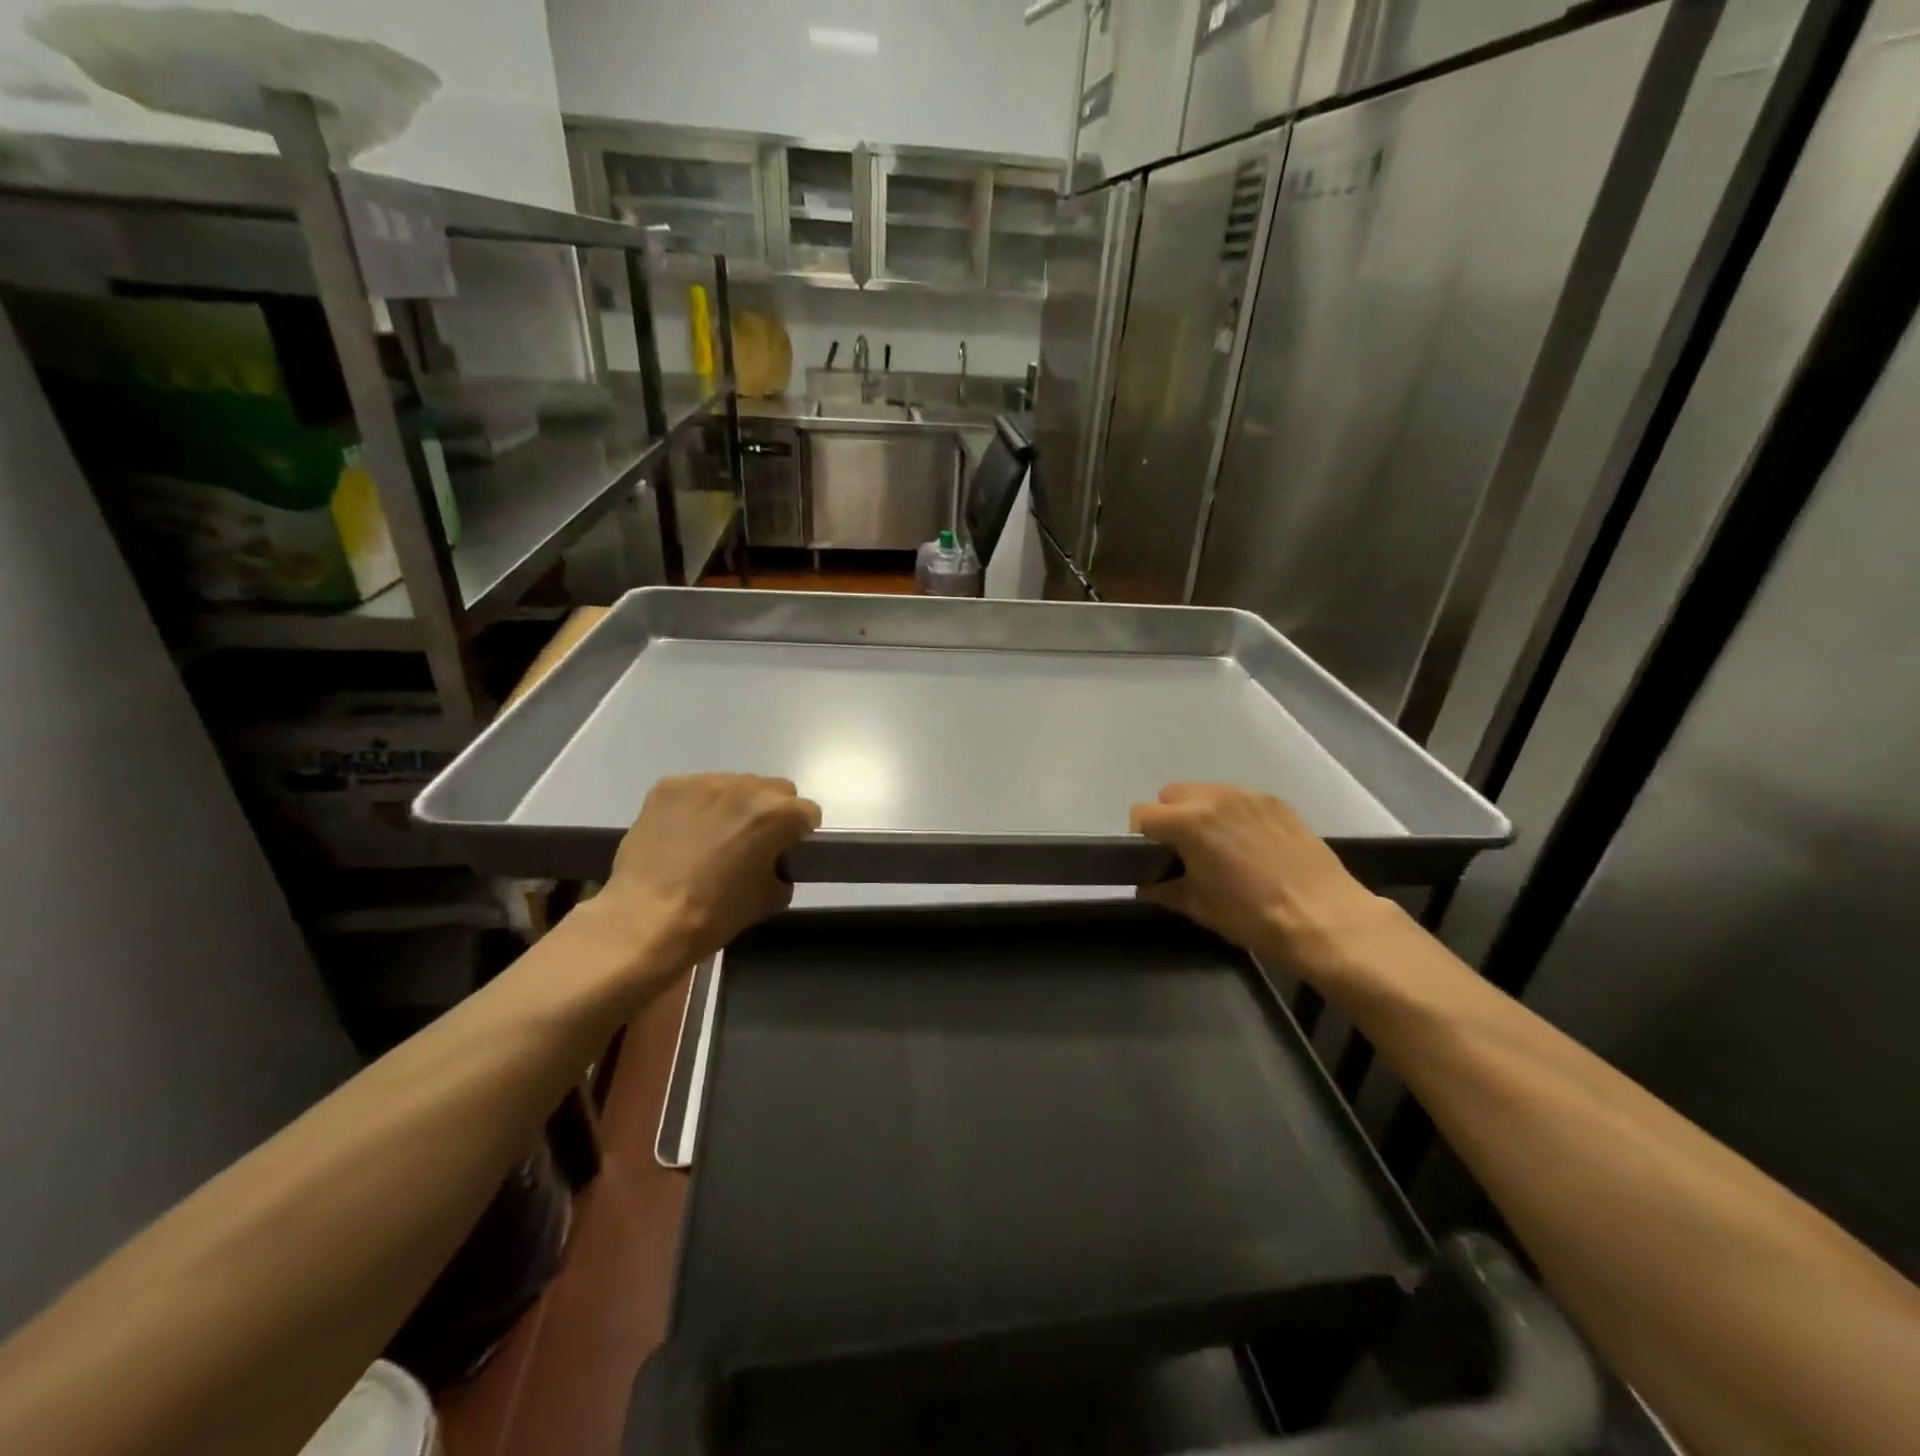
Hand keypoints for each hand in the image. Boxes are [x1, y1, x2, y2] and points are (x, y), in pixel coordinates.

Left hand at [593, 773, 821, 965]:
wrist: (645, 920)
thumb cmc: (715, 914)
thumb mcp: (769, 900)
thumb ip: (783, 870)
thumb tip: (774, 863)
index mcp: (777, 814)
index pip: (808, 812)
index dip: (799, 834)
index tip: (784, 852)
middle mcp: (745, 787)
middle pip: (774, 790)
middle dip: (770, 813)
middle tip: (750, 843)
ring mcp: (704, 782)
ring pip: (735, 786)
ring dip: (733, 806)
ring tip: (711, 838)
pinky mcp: (669, 786)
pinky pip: (696, 790)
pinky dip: (696, 807)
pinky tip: (682, 834)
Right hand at [1130, 783, 1396, 976]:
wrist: (1325, 917)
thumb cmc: (1253, 915)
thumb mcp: (1200, 908)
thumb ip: (1166, 890)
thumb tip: (1147, 886)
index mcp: (1188, 822)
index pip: (1142, 814)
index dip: (1140, 837)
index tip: (1153, 859)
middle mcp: (1215, 797)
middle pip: (1171, 794)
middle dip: (1169, 819)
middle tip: (1184, 852)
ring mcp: (1249, 796)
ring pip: (1207, 793)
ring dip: (1201, 813)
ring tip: (1219, 848)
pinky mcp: (1276, 802)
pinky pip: (1239, 799)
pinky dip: (1232, 815)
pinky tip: (1250, 846)